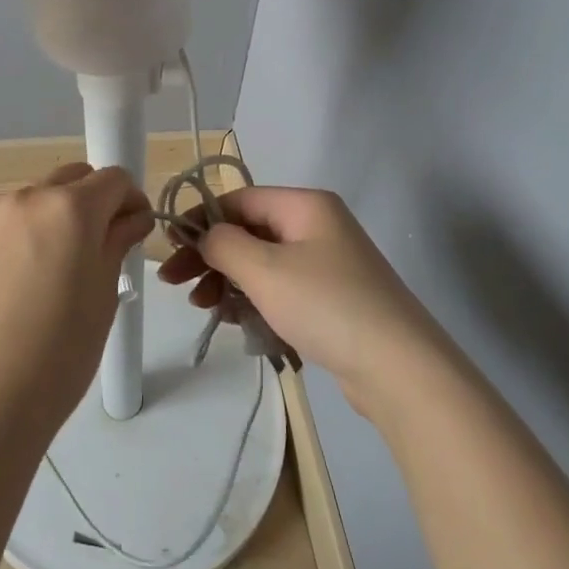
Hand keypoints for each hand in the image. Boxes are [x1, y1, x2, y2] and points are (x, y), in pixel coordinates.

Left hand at [0, 162, 152, 443]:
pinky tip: (28, 283)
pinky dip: (29, 236)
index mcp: (69, 207)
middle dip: (96, 201)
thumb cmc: (60, 350)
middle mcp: (28, 199)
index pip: (114, 178)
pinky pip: (10, 224)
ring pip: (39, 199)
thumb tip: (131, 219)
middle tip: (104, 246)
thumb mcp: (104, 293)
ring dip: (60, 217)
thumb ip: (118, 242)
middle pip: (74, 179)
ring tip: (62, 268)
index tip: (136, 232)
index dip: (132, 201)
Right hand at [158, 186, 449, 418]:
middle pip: (248, 231)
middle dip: (210, 256)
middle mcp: (317, 226)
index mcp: (305, 205)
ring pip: (262, 263)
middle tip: (175, 284)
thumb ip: (224, 244)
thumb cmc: (326, 306)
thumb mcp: (264, 270)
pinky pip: (280, 289)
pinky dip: (255, 300)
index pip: (239, 199)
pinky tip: (237, 322)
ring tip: (205, 309)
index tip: (169, 250)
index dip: (201, 220)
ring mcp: (327, 263)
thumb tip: (206, 235)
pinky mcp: (331, 298)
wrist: (399, 369)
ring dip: (228, 281)